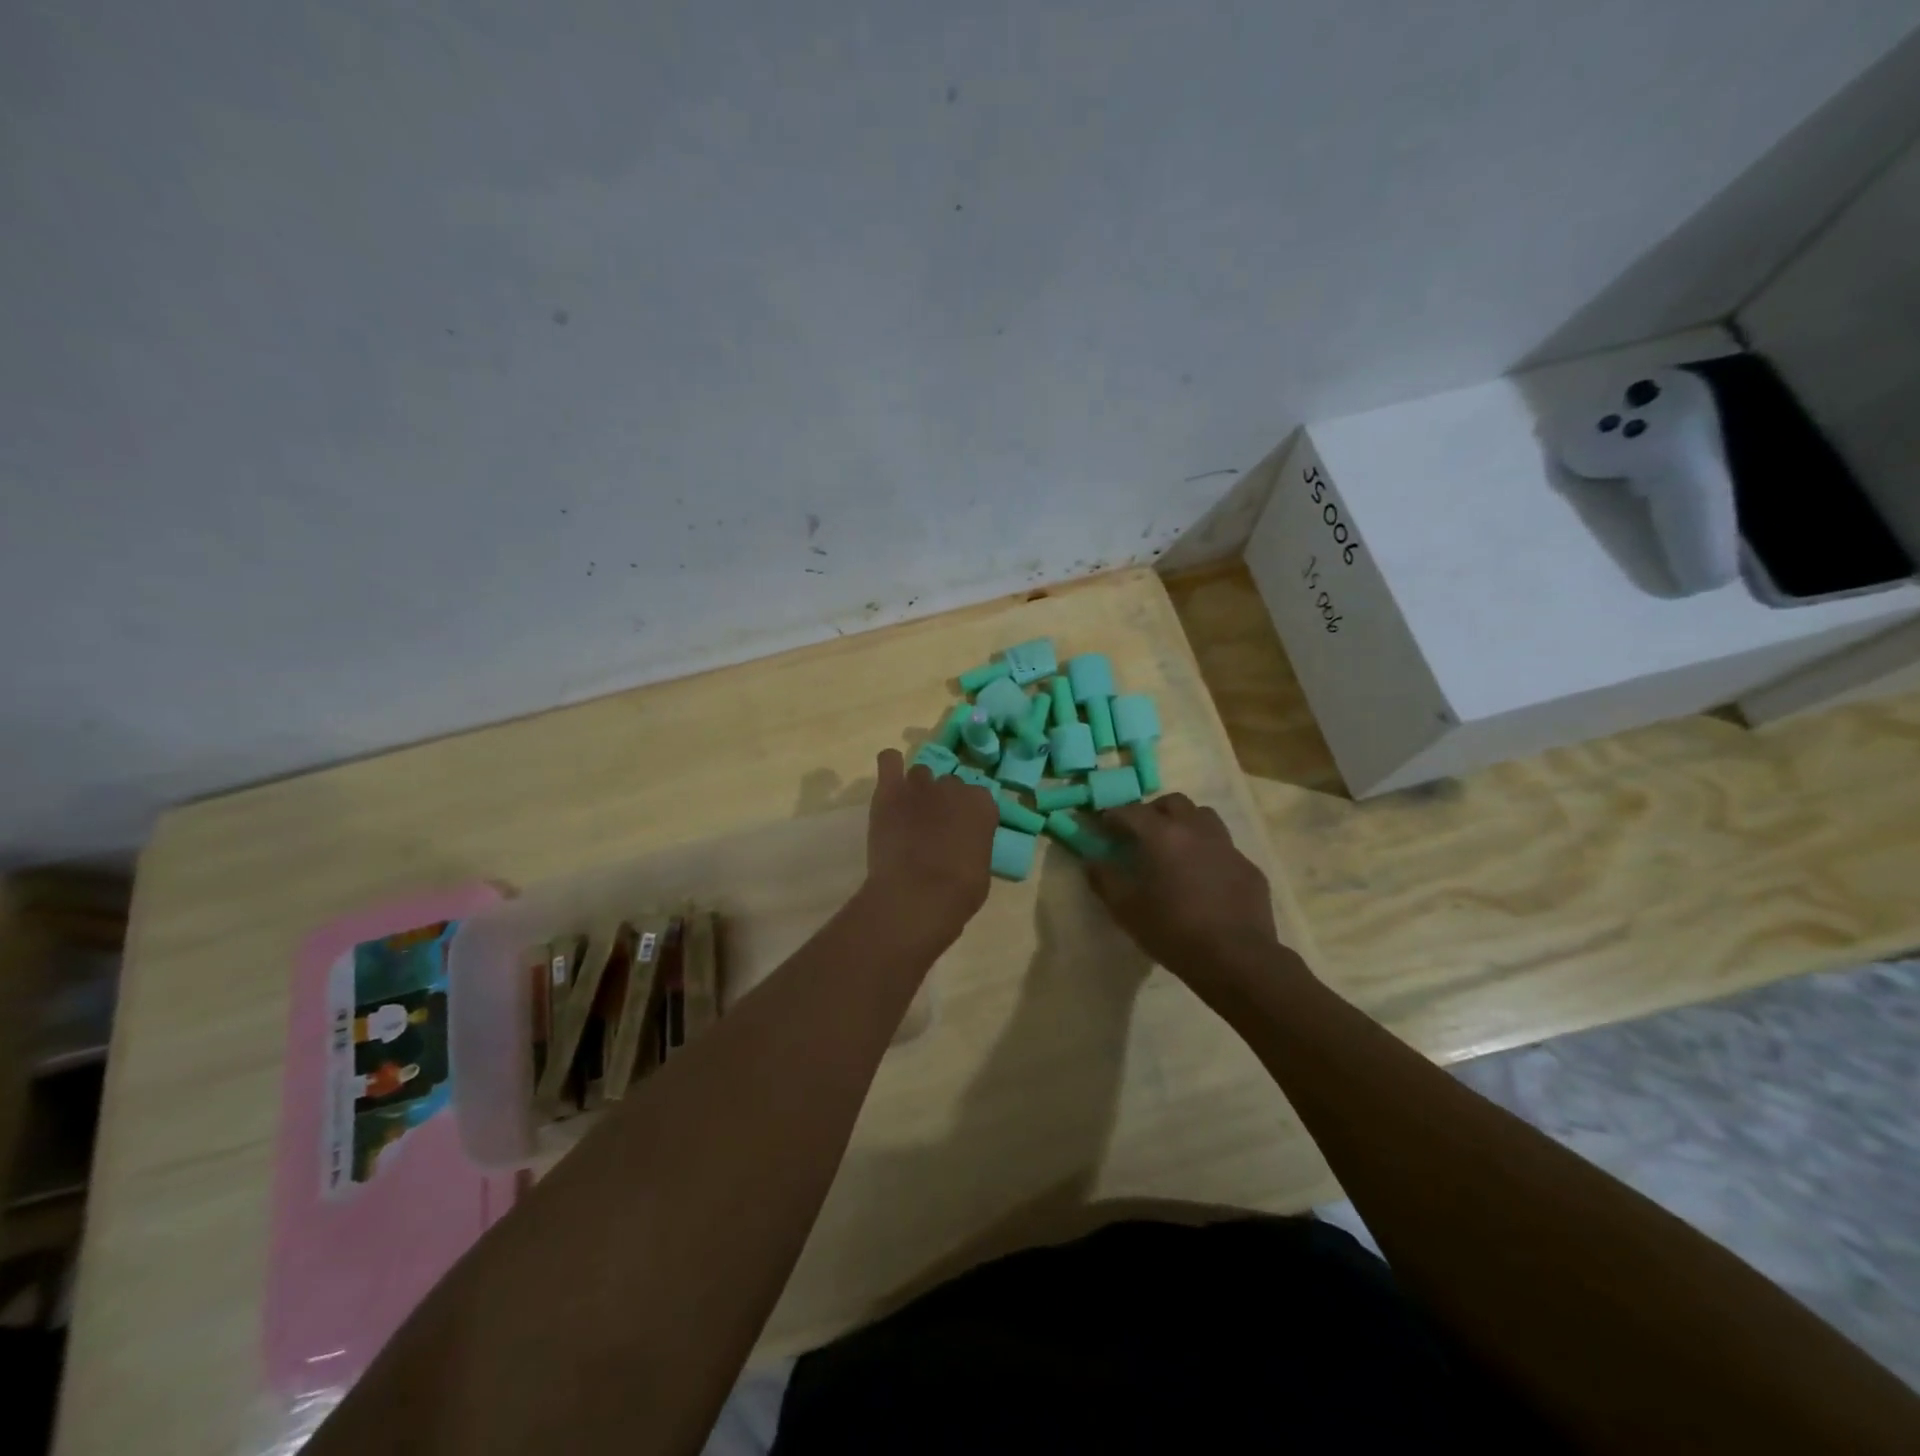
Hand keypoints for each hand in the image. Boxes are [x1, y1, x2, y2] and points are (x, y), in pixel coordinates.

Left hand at [864, 749, 999, 937]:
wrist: (917, 894)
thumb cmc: (959, 892)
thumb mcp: (982, 869)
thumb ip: (975, 845)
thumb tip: (965, 846)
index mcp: (982, 805)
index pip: (979, 798)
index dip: (969, 815)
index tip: (963, 832)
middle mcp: (953, 787)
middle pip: (949, 785)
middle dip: (943, 801)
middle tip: (934, 827)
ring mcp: (920, 785)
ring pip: (921, 774)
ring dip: (918, 789)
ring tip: (909, 812)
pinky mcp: (890, 790)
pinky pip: (889, 760)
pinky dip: (891, 766)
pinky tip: (891, 779)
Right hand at [1088, 794, 1289, 1000]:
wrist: (1236, 959)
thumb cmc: (1173, 931)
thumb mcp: (1126, 909)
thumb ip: (1104, 879)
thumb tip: (1092, 860)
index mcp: (1163, 835)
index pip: (1131, 811)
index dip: (1113, 816)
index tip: (1104, 827)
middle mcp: (1196, 830)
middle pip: (1173, 802)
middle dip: (1153, 811)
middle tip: (1142, 834)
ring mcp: (1227, 847)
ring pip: (1204, 817)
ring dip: (1185, 823)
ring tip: (1175, 848)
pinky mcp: (1248, 867)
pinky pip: (1224, 848)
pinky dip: (1208, 852)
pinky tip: (1204, 878)